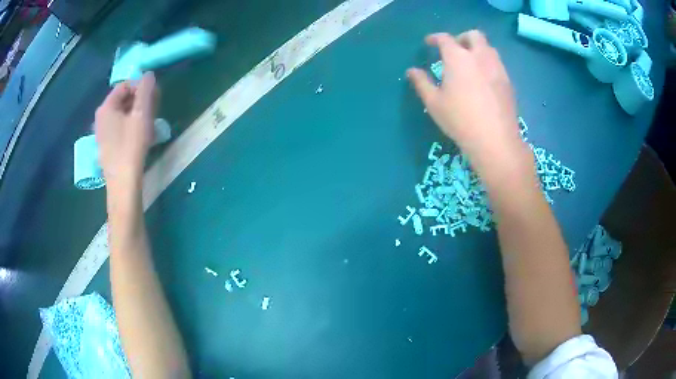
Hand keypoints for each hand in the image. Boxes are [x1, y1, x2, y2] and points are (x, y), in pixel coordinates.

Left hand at [95, 72, 157, 189]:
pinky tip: (140, 135)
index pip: (124, 85)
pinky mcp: (106, 146)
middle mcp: (100, 118)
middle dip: (139, 100)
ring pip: (121, 114)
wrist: (123, 185)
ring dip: (137, 113)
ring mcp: (102, 133)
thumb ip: (145, 90)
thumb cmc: (131, 147)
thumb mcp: (141, 115)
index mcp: (106, 107)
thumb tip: (148, 74)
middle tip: (154, 109)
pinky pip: (119, 127)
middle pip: (122, 99)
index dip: (140, 86)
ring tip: (150, 122)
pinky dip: (130, 125)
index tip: (154, 96)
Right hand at [407, 31, 529, 179]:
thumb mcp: (434, 103)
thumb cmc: (460, 120)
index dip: (435, 38)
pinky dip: (488, 63)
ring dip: (477, 49)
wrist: (495, 140)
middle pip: (473, 35)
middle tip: (454, 49)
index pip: (445, 39)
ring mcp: (497, 68)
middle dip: (462, 38)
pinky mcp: (508, 82)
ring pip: (488, 48)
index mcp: (458, 58)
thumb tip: (412, 71)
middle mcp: (480, 56)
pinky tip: (483, 79)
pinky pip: (497, 63)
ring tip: (470, 64)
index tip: (429, 43)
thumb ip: (422, 83)